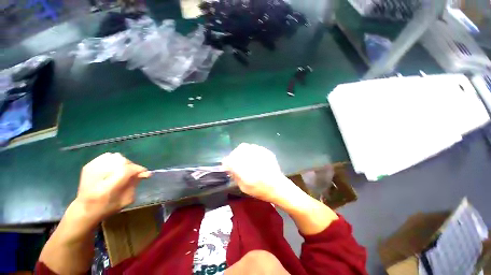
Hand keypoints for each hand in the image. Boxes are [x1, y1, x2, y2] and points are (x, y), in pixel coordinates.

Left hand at [76, 153, 150, 219]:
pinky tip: (114, 167)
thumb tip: (145, 173)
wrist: (84, 209)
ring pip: (115, 156)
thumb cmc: (107, 208)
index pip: (125, 170)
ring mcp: (91, 169)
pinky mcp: (88, 166)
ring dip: (123, 162)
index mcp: (106, 189)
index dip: (138, 169)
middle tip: (133, 173)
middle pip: (121, 161)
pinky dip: (114, 160)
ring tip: (123, 170)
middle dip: (131, 166)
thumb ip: (135, 184)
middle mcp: (97, 177)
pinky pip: (107, 156)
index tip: (144, 173)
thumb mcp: (126, 200)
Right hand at [222, 143, 291, 202]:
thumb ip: (235, 176)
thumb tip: (229, 168)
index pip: (230, 161)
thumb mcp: (244, 188)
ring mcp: (260, 154)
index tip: (227, 166)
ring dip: (241, 152)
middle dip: (233, 156)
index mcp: (246, 172)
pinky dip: (249, 151)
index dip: (226, 163)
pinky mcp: (266, 151)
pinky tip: (252, 157)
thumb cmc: (260, 190)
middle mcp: (253, 160)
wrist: (278, 187)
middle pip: (237, 151)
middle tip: (234, 161)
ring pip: (245, 146)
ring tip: (243, 158)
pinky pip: (253, 147)